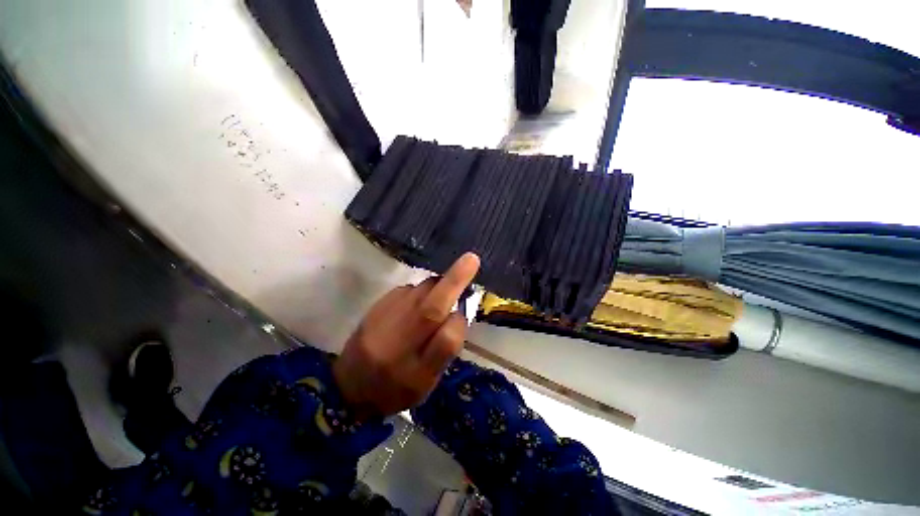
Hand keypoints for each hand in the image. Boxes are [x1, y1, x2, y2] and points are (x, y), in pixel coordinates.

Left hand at [333, 253, 480, 418]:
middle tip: (470, 260)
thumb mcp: (426, 383)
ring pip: (419, 294)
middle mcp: (399, 344)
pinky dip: (421, 290)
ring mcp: (384, 321)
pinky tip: (417, 302)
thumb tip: (457, 312)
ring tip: (441, 293)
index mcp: (416, 372)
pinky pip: (407, 289)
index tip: (463, 314)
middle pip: (430, 309)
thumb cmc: (394, 388)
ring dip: (437, 286)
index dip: (459, 322)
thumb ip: (445, 349)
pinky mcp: (376, 305)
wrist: (348, 386)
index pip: (446, 341)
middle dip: (453, 281)